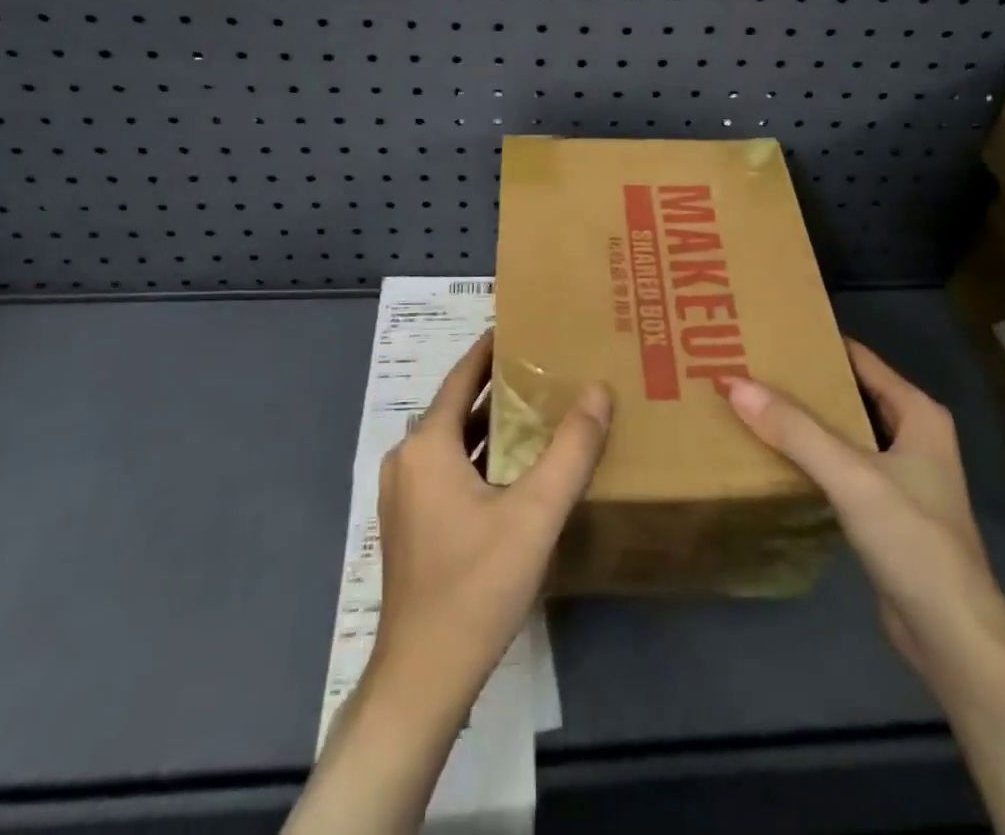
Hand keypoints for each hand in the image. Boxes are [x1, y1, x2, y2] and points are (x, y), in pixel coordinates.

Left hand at [370, 330, 611, 713]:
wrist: (423, 680)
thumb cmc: (475, 586)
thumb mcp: (535, 514)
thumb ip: (571, 450)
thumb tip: (598, 390)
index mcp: (427, 445)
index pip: (462, 376)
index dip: (491, 348)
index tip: (524, 325)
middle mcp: (408, 460)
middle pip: (458, 407)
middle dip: (501, 386)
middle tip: (547, 366)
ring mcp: (405, 495)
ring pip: (455, 441)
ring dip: (493, 424)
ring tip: (541, 408)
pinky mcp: (413, 524)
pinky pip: (450, 470)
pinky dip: (482, 456)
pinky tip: (519, 466)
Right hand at [725, 339, 1004, 684]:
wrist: (952, 636)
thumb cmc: (912, 539)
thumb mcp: (850, 474)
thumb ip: (794, 429)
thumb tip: (733, 383)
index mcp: (918, 413)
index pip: (859, 359)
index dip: (816, 345)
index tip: (768, 334)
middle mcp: (912, 435)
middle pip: (848, 394)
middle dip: (803, 383)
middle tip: (749, 366)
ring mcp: (901, 475)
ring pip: (843, 432)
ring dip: (804, 421)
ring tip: (752, 403)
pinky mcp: (885, 510)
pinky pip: (840, 467)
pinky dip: (811, 457)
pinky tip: (774, 455)